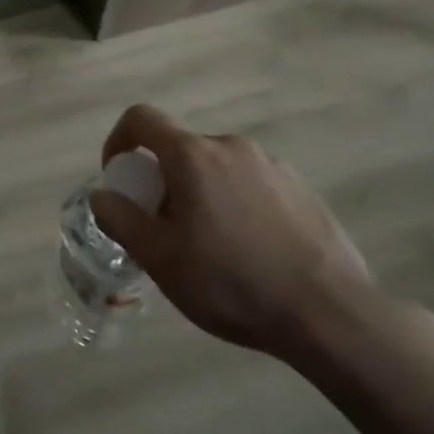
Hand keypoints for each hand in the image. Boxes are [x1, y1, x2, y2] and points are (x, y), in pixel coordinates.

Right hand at [89, 105, 376, 361]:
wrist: (331, 316)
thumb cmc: (232, 283)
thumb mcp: (160, 259)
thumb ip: (120, 219)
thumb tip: (102, 194)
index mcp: (193, 155)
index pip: (141, 118)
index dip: (119, 139)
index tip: (119, 177)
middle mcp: (232, 147)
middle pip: (181, 148)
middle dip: (164, 180)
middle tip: (166, 228)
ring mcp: (273, 165)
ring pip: (218, 168)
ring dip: (202, 193)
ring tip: (212, 246)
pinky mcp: (303, 189)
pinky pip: (253, 184)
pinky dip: (238, 204)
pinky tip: (253, 252)